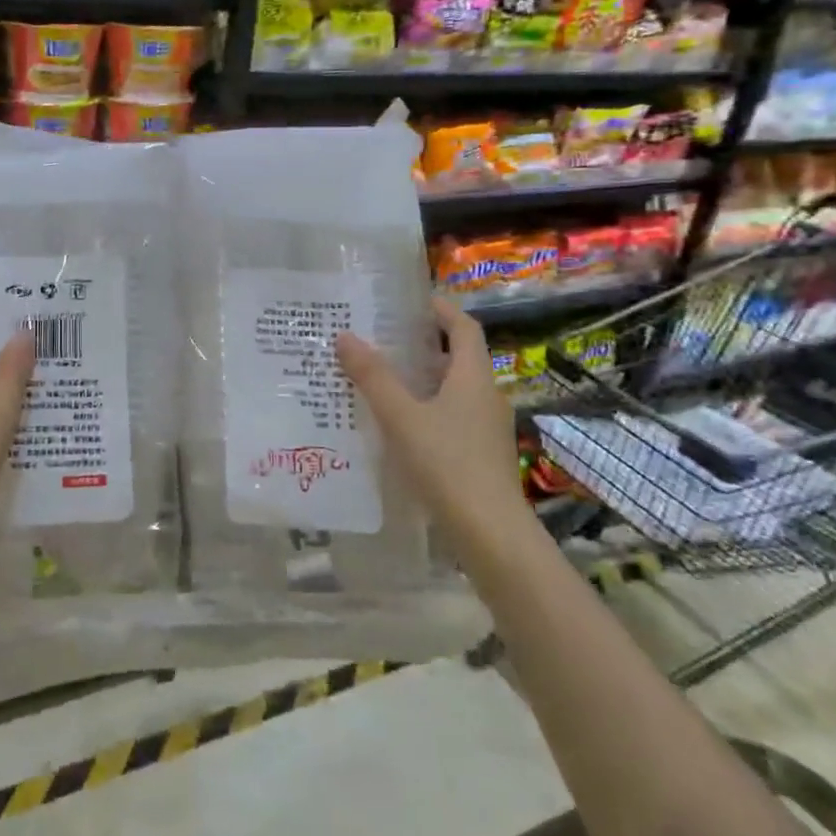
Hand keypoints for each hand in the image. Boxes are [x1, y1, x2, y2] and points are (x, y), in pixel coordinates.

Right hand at [335, 295, 531, 563]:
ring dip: (419, 379)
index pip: (464, 327)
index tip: (408, 302)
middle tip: (379, 338)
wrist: (491, 534)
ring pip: (451, 389)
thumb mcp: (401, 417)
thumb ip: (373, 377)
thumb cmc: (448, 464)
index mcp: (473, 377)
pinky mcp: (479, 455)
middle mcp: (485, 396)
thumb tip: (345, 336)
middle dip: (421, 345)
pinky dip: (424, 409)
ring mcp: (485, 428)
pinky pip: (449, 417)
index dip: (440, 309)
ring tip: (378, 378)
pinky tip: (394, 424)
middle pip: (456, 357)